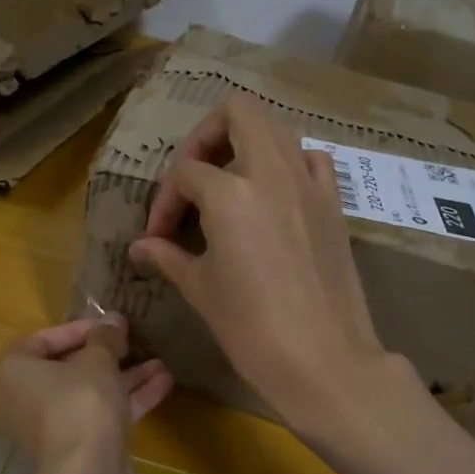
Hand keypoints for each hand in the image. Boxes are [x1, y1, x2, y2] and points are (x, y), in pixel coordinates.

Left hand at [0, 315, 171, 466]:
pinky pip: (99, 414)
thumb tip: (113, 320)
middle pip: (68, 368)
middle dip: (106, 354)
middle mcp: (23, 398)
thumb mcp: (97, 361)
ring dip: (124, 376)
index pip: (43, 339)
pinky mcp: (76, 446)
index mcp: (13, 372)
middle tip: (133, 341)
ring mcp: (50, 425)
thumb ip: (105, 337)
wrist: (88, 473)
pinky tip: (163, 383)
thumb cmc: (81, 403)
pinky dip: (127, 399)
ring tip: (160, 361)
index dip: (79, 328)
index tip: (110, 325)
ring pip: (88, 392)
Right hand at [130, 95, 405, 431]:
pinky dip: (287, 165)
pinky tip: (272, 198)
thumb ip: (168, 257)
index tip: (157, 237)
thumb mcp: (201, 289)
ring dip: (246, 145)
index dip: (164, 201)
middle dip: (205, 136)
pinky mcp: (334, 204)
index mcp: (231, 193)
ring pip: (277, 130)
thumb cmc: (251, 328)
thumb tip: (140, 247)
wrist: (323, 359)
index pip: (186, 173)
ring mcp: (310, 184)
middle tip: (192, 179)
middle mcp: (272, 173)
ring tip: (228, 187)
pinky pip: (311, 160)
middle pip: (238, 113)